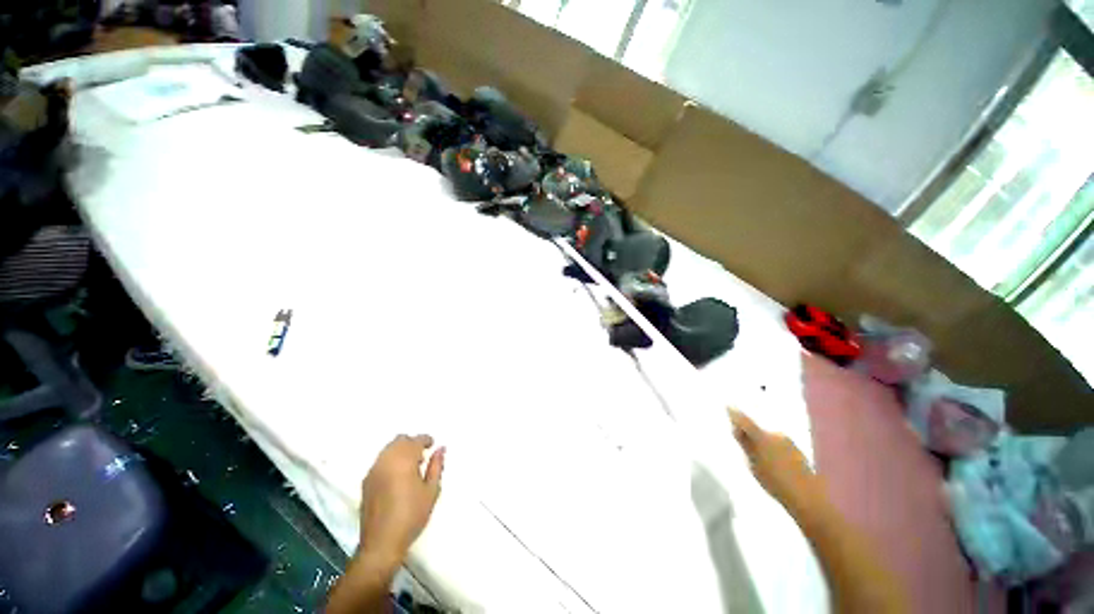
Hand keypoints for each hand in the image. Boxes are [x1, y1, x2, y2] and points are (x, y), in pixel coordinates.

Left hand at [357, 434, 445, 569]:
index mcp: (403, 461)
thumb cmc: (411, 516)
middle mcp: (386, 461)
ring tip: (411, 466)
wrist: (381, 543)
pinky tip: (398, 476)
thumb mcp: (431, 491)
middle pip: (399, 440)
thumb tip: (440, 449)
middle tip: (423, 455)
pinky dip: (391, 460)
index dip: (426, 440)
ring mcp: (373, 471)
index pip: (415, 440)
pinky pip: (380, 461)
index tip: (433, 445)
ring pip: (388, 449)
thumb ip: (436, 466)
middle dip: (412, 443)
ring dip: (401, 451)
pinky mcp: (366, 482)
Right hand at [729, 409, 820, 513]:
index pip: (745, 421)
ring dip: (762, 441)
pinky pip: (779, 444)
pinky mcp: (798, 451)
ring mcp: (789, 442)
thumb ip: (745, 445)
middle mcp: (777, 434)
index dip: (736, 414)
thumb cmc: (776, 482)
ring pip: (769, 437)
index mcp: (763, 437)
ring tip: (757, 454)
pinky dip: (772, 448)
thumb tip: (736, 428)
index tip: (728, 406)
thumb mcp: (754, 465)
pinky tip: (772, 461)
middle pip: (758, 428)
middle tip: (741, 437)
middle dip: (750, 431)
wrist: (808, 498)